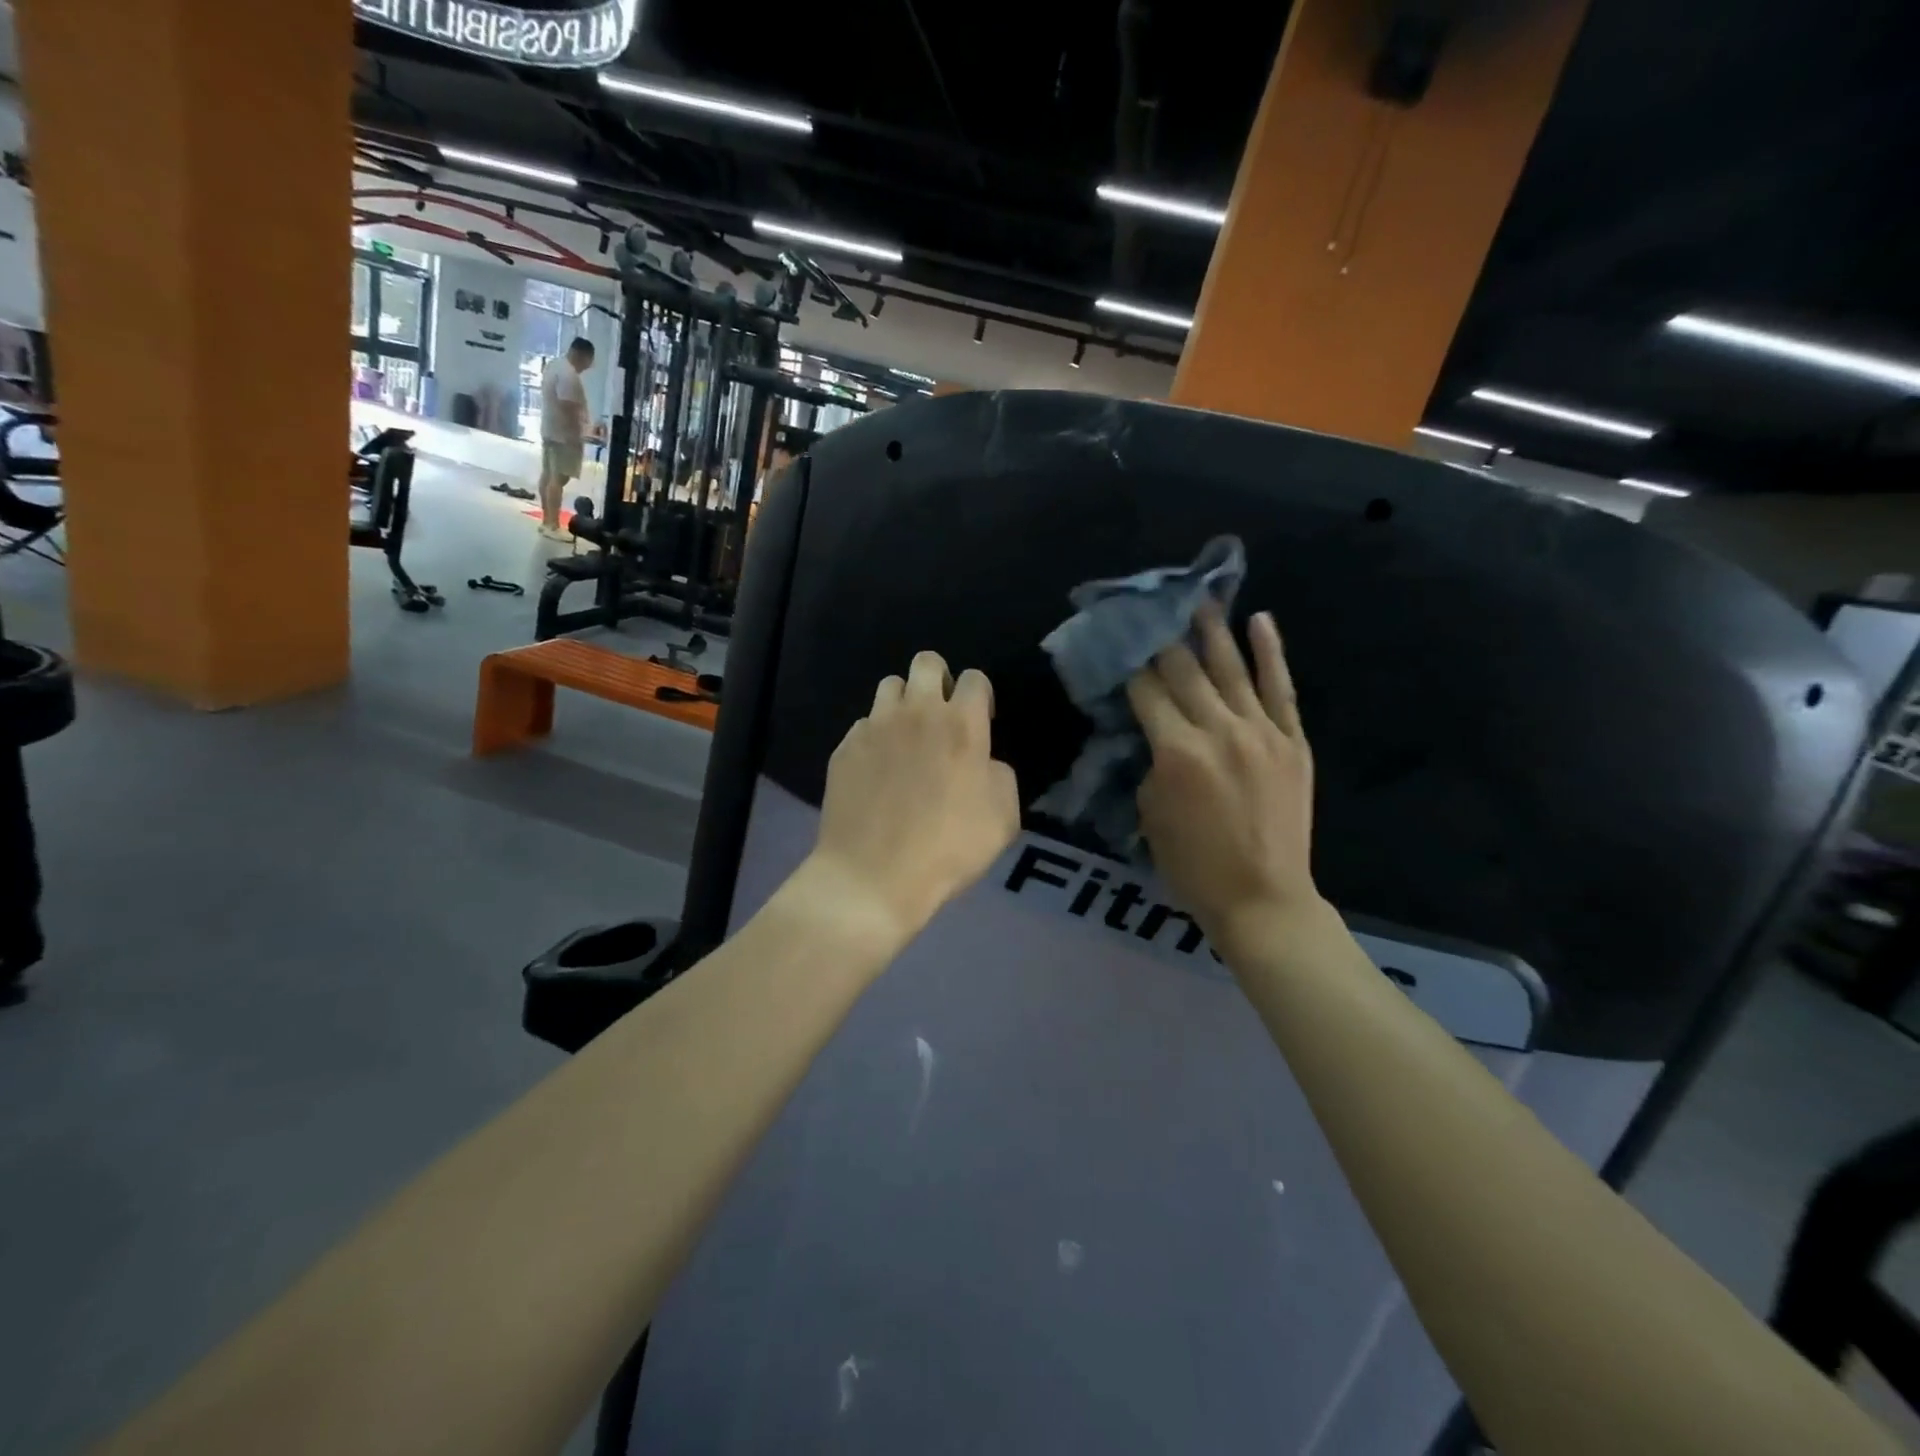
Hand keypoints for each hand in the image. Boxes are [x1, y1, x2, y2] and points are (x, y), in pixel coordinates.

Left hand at [806, 651, 1020, 945]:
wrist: (872, 877)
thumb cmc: (948, 849)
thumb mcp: (1003, 818)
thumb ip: (999, 774)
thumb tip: (984, 761)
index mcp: (960, 724)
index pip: (974, 678)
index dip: (981, 696)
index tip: (981, 722)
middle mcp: (916, 713)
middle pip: (926, 662)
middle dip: (939, 680)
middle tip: (942, 717)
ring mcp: (874, 727)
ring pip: (890, 686)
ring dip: (904, 704)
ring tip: (907, 738)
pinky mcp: (845, 748)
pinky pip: (863, 725)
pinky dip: (875, 737)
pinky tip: (878, 770)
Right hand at [1127, 609, 1319, 953]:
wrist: (1264, 899)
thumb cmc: (1193, 867)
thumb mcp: (1150, 815)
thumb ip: (1152, 763)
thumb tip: (1156, 732)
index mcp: (1176, 752)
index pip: (1147, 692)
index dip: (1130, 665)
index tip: (1120, 642)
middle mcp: (1219, 731)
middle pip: (1185, 671)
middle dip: (1164, 638)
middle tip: (1151, 609)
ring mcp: (1262, 733)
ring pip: (1232, 669)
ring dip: (1213, 631)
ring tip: (1199, 599)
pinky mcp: (1293, 742)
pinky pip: (1281, 689)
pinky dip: (1271, 652)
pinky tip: (1260, 620)